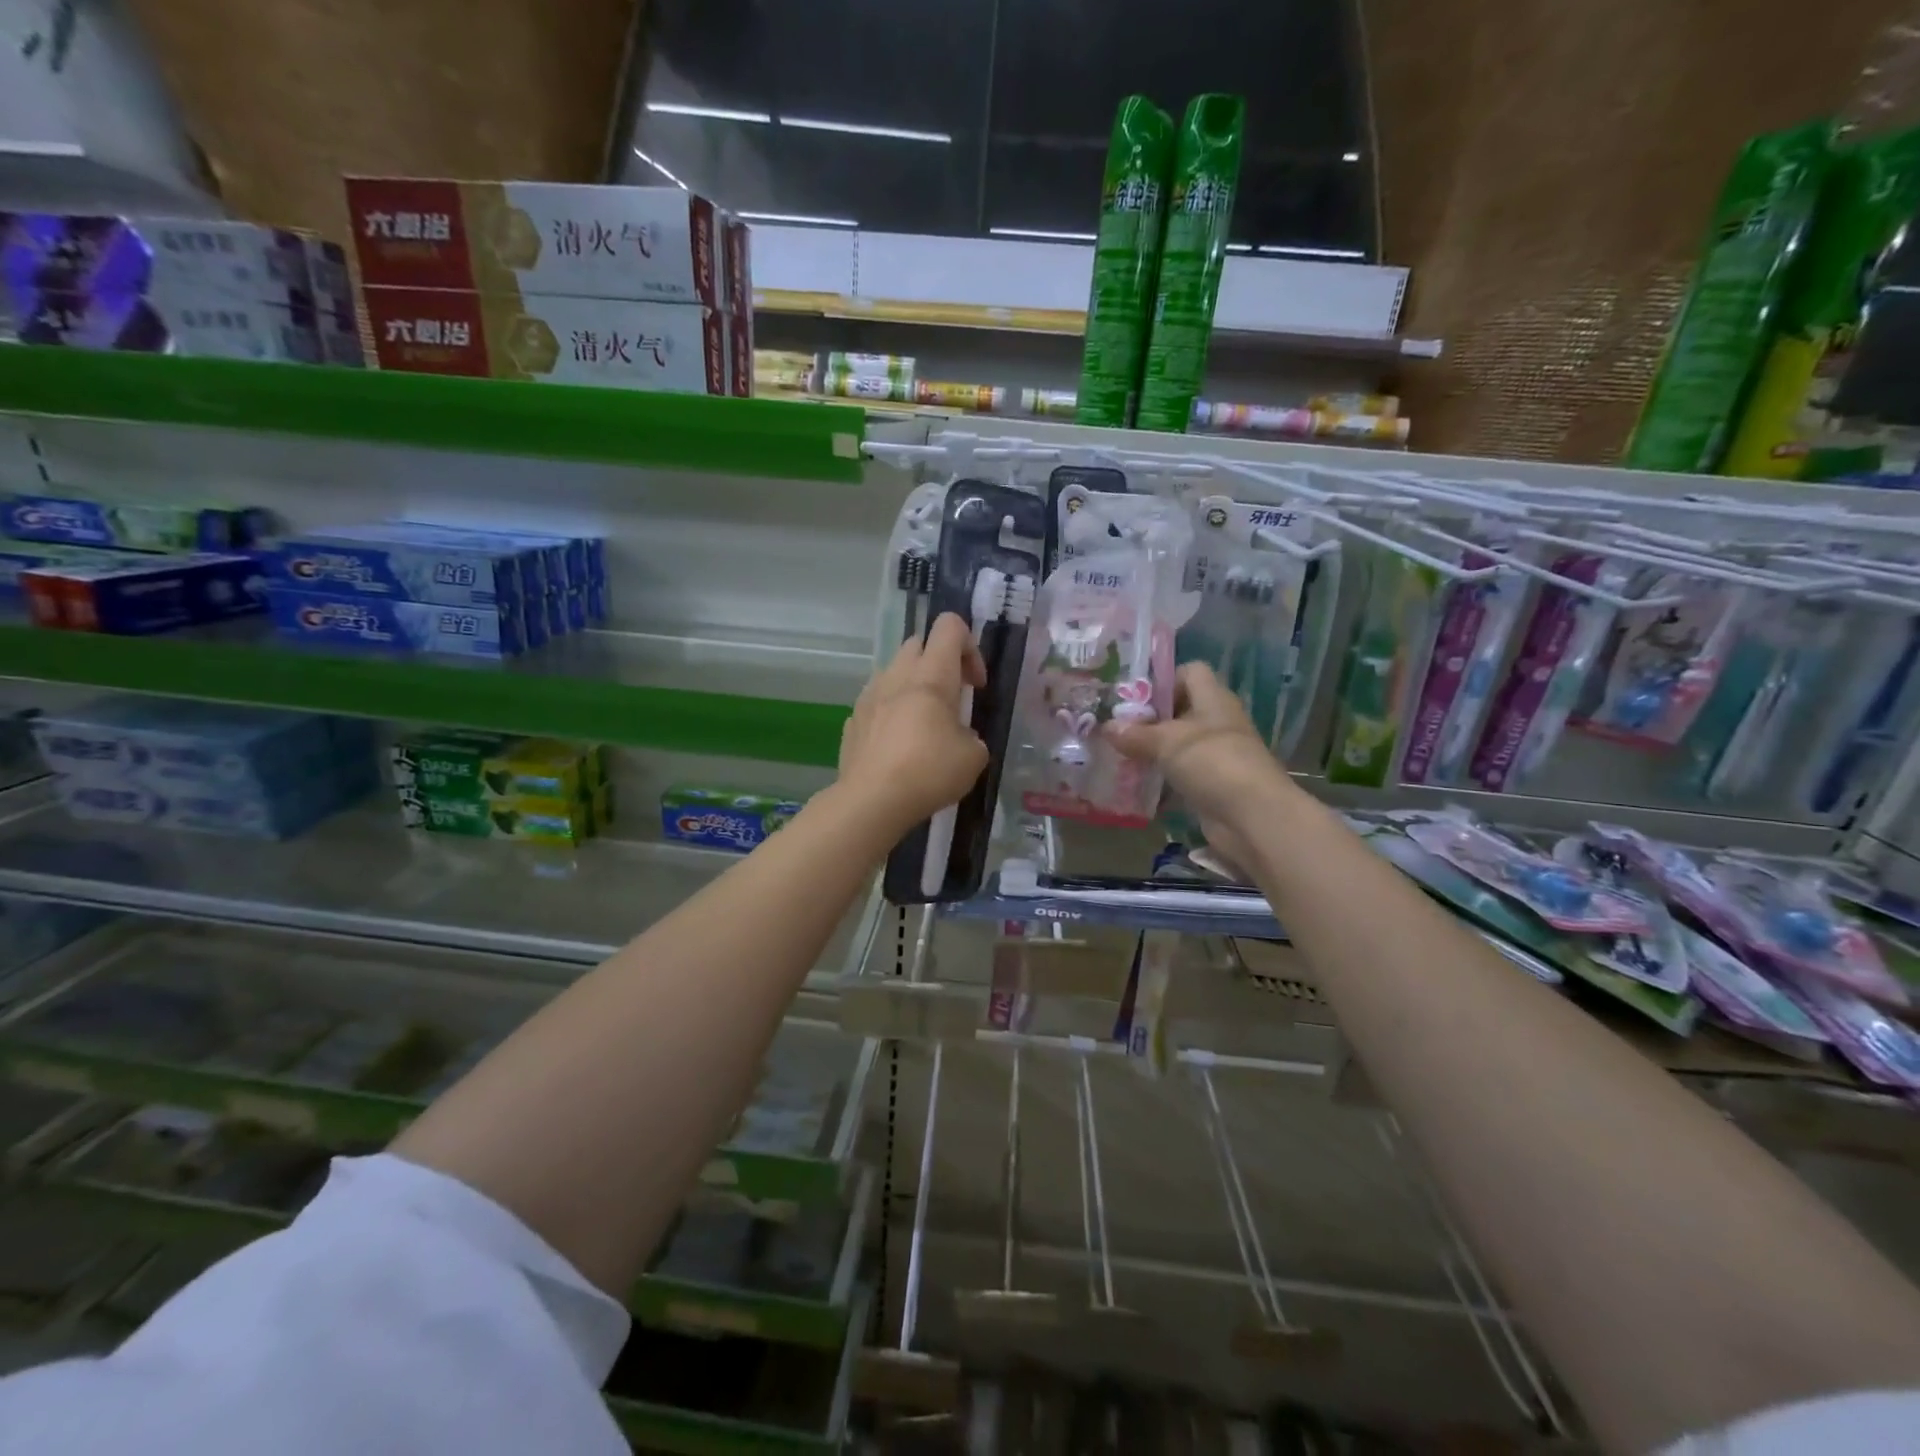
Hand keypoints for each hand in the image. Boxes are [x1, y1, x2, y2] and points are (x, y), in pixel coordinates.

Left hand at [837, 613, 989, 834]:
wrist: (871, 801)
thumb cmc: (929, 771)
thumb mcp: (974, 757)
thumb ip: (972, 736)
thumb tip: (961, 738)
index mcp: (931, 675)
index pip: (949, 626)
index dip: (970, 647)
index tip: (976, 685)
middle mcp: (897, 675)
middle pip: (919, 643)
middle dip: (939, 663)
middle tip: (952, 699)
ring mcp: (869, 696)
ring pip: (894, 671)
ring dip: (912, 686)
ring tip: (923, 724)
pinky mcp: (853, 720)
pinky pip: (876, 701)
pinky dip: (891, 712)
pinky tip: (898, 745)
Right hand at [1106, 663, 1295, 869]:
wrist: (1252, 817)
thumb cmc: (1212, 763)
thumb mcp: (1168, 742)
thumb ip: (1136, 733)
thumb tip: (1107, 726)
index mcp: (1213, 700)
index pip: (1190, 672)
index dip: (1163, 680)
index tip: (1133, 697)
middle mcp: (1216, 723)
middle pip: (1180, 710)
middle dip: (1148, 719)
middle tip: (1115, 728)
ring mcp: (1216, 755)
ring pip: (1177, 745)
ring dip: (1151, 751)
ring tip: (1117, 755)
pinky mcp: (1211, 785)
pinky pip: (1179, 774)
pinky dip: (1160, 779)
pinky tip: (1134, 785)